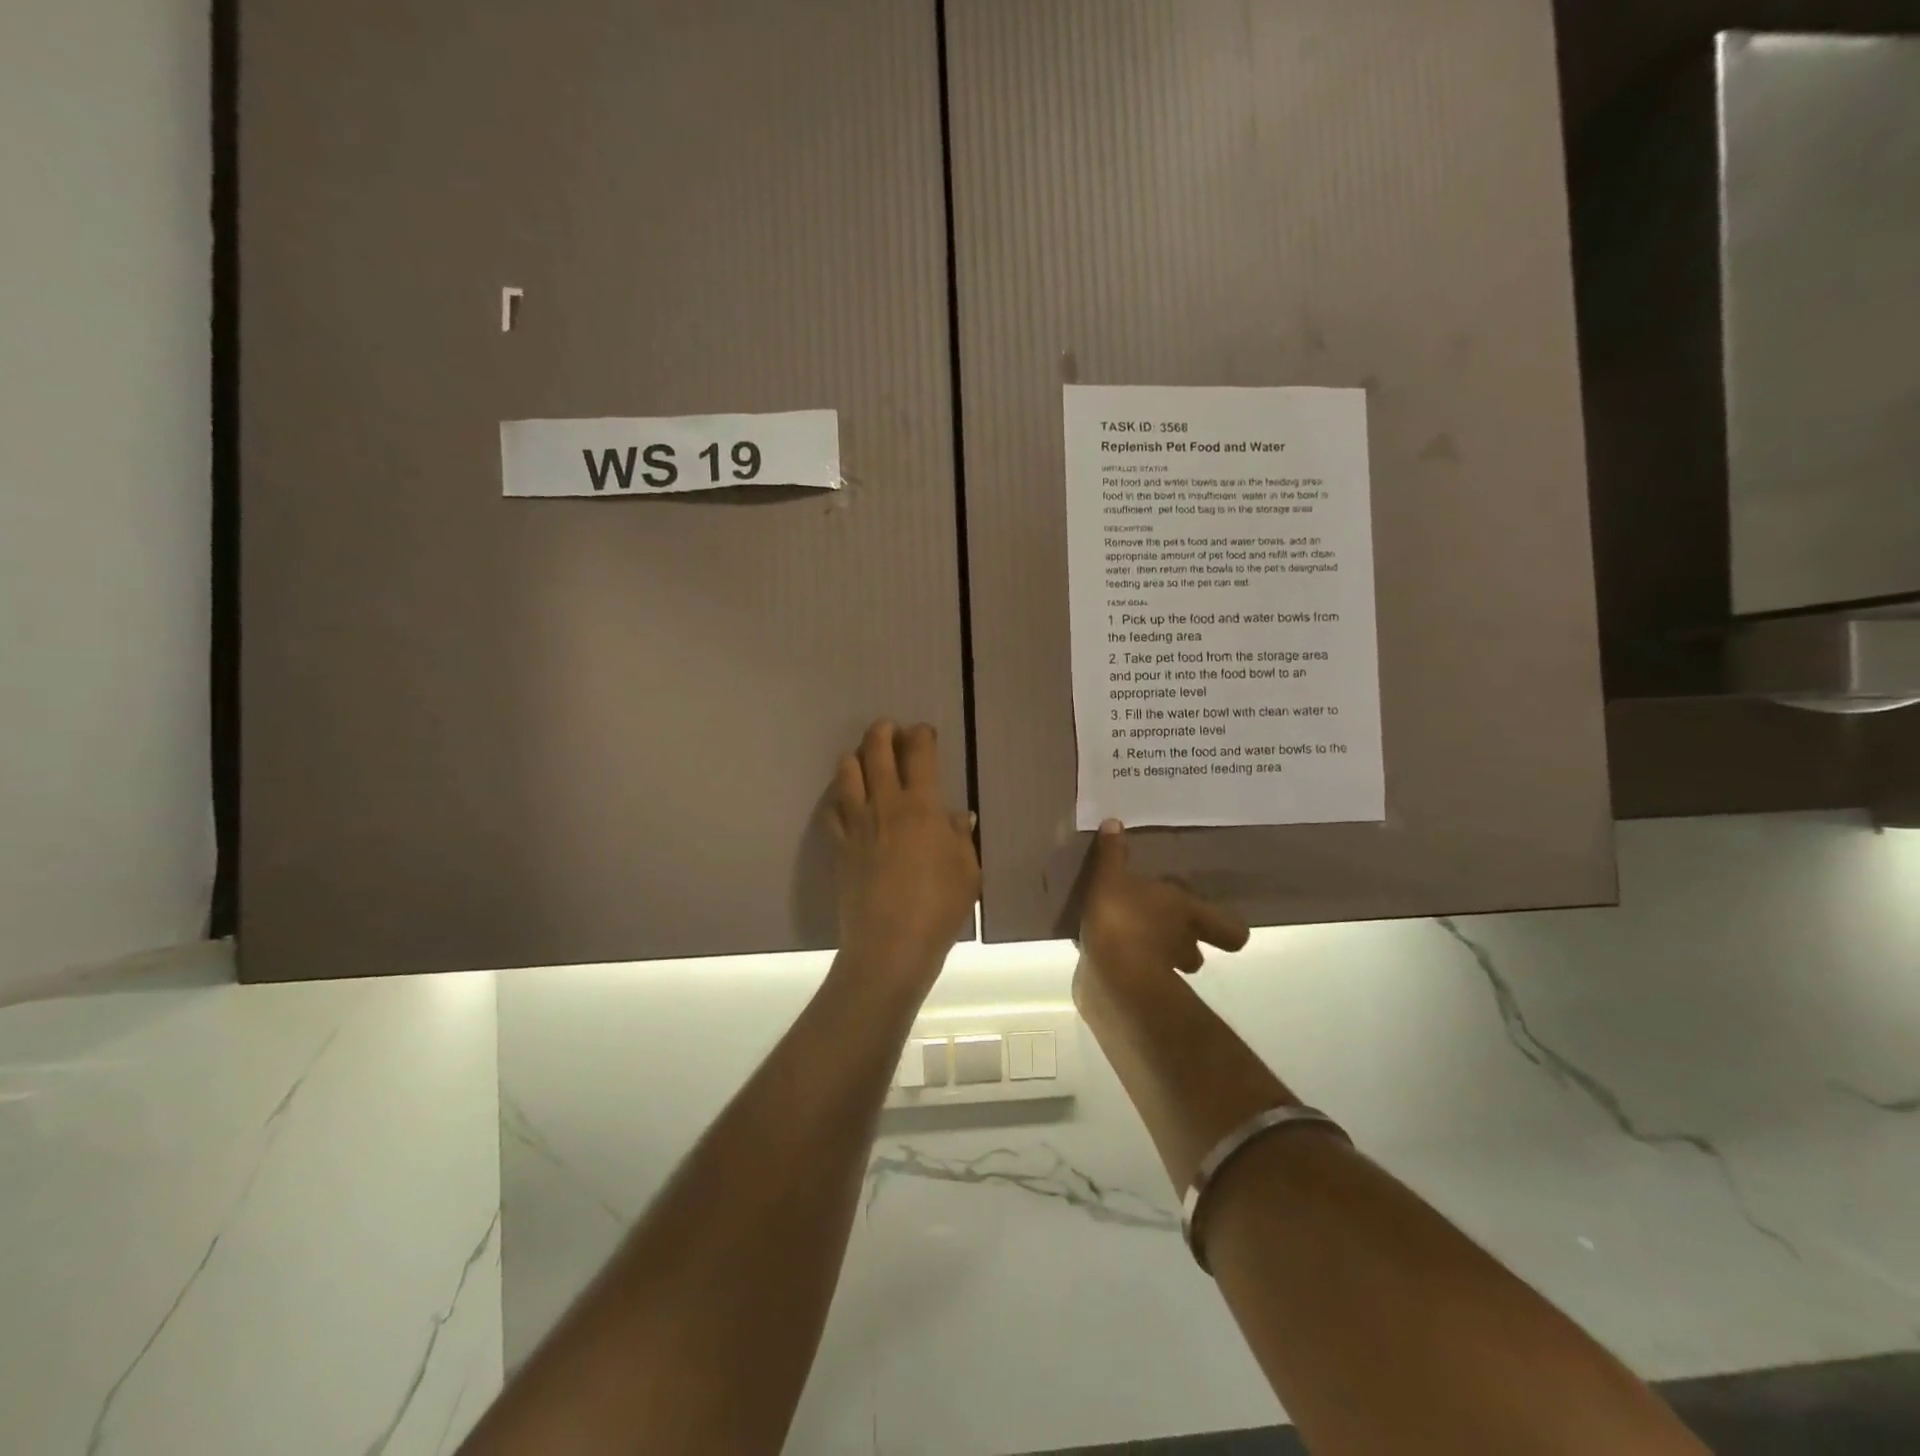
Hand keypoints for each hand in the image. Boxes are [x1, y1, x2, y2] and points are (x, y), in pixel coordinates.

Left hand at [830, 720, 979, 968]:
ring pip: (848, 773)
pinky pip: (832, 810)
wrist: (890, 945)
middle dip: (883, 732)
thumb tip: (956, 816)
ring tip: (863, 755)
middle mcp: (886, 804)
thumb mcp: (968, 871)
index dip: (921, 735)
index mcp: (922, 806)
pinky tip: (844, 798)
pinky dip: (838, 796)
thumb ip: (960, 838)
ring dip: (857, 756)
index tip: (924, 732)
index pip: (919, 754)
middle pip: (877, 752)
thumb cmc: (939, 907)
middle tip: (889, 727)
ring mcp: (857, 824)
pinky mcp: (838, 846)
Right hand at [1077, 820, 1248, 981]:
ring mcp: (1164, 974)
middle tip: (1164, 929)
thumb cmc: (1121, 916)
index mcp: (1187, 912)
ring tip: (1133, 942)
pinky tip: (1108, 958)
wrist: (1111, 975)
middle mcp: (1184, 943)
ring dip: (1158, 956)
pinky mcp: (1139, 992)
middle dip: (1186, 942)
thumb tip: (1115, 822)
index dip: (1228, 928)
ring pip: (1172, 966)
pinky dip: (1130, 970)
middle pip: (1197, 950)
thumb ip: (1112, 853)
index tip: (1216, 922)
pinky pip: (1140, 977)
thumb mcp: (1110, 876)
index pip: (1230, 929)